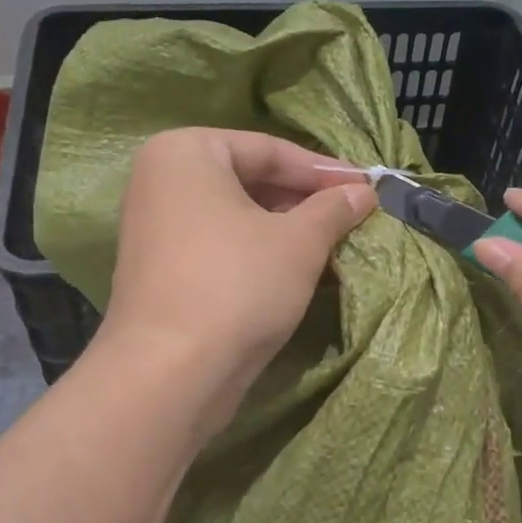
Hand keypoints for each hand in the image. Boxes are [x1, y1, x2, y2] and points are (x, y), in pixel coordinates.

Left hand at [96, 127, 374, 413]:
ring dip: (285, 227)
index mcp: (185, 152)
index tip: (366, 187)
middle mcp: (161, 179)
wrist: (170, 373)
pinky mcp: (160, 269)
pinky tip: (295, 268)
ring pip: (236, 215)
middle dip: (303, 200)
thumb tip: (363, 192)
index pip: (269, 149)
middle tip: (352, 216)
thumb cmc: (237, 285)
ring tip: (332, 243)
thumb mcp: (299, 241)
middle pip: (249, 179)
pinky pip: (219, 244)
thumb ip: (333, 208)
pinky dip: (257, 250)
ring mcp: (155, 227)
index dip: (323, 170)